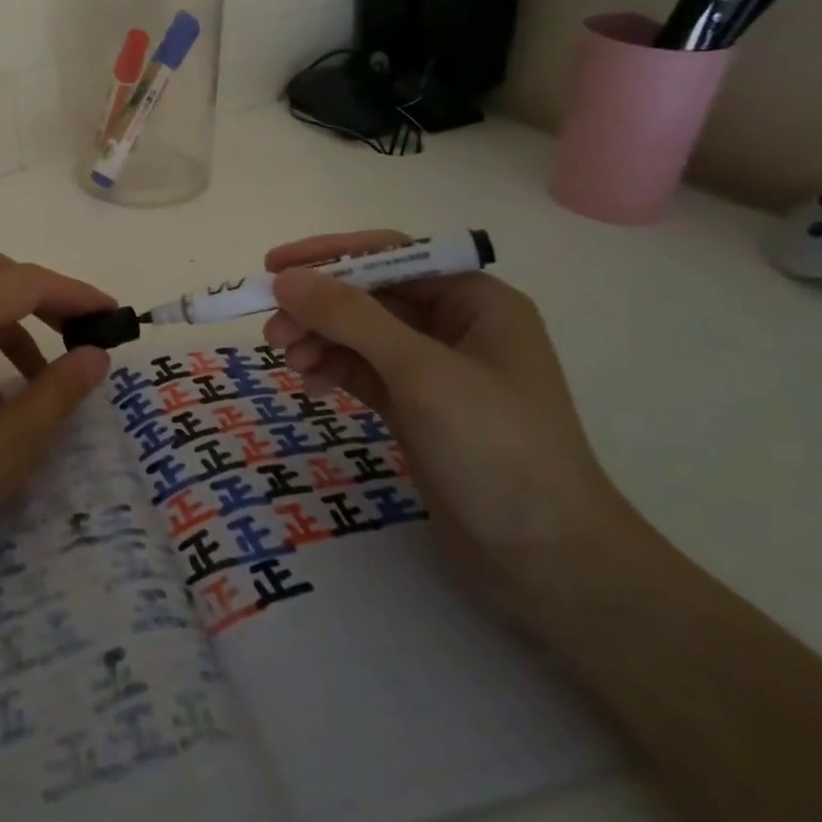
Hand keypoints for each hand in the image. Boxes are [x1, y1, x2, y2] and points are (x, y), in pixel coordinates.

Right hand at [262, 231, 638, 620]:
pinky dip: (333, 369)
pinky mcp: (416, 407)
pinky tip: (310, 385)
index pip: (390, 254)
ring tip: (287, 360)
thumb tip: (286, 279)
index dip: (329, 256)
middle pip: (369, 295)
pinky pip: (362, 370)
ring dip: (320, 339)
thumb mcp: (421, 373)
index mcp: (475, 300)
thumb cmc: (497, 450)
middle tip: (272, 331)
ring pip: (360, 334)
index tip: (274, 268)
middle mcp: (455, 325)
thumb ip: (352, 317)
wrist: (549, 566)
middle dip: (319, 308)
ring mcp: (434, 368)